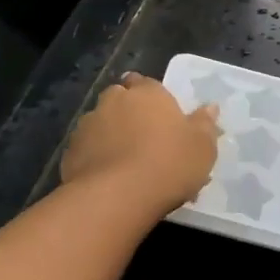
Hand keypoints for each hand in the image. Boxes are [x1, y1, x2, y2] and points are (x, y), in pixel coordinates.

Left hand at [61, 72, 219, 218]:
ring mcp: (88, 124)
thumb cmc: (168, 164)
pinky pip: (86, 149)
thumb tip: (209, 107)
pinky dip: (95, 157)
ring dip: (110, 135)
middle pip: (120, 98)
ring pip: (101, 123)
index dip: (151, 97)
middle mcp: (115, 100)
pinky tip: (107, 179)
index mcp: (148, 93)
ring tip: (124, 163)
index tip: (160, 115)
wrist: (116, 197)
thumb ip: (205, 124)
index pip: (146, 82)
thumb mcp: (202, 147)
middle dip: (127, 112)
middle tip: (143, 138)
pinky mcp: (70, 152)